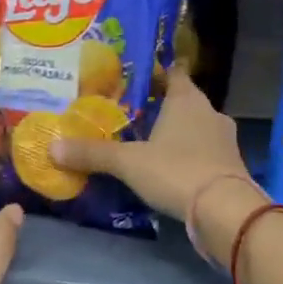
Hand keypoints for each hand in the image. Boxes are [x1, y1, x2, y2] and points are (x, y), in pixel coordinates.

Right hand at [51, 69, 263, 256]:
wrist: (225, 210)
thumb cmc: (176, 171)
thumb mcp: (128, 162)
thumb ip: (92, 153)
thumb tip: (52, 147)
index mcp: (187, 99)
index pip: (174, 73)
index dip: (157, 73)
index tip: (137, 77)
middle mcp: (210, 112)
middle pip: (184, 101)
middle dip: (162, 106)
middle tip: (134, 113)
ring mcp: (225, 139)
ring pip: (196, 127)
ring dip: (177, 133)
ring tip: (149, 143)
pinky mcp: (230, 165)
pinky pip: (205, 152)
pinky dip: (189, 155)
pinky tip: (171, 168)